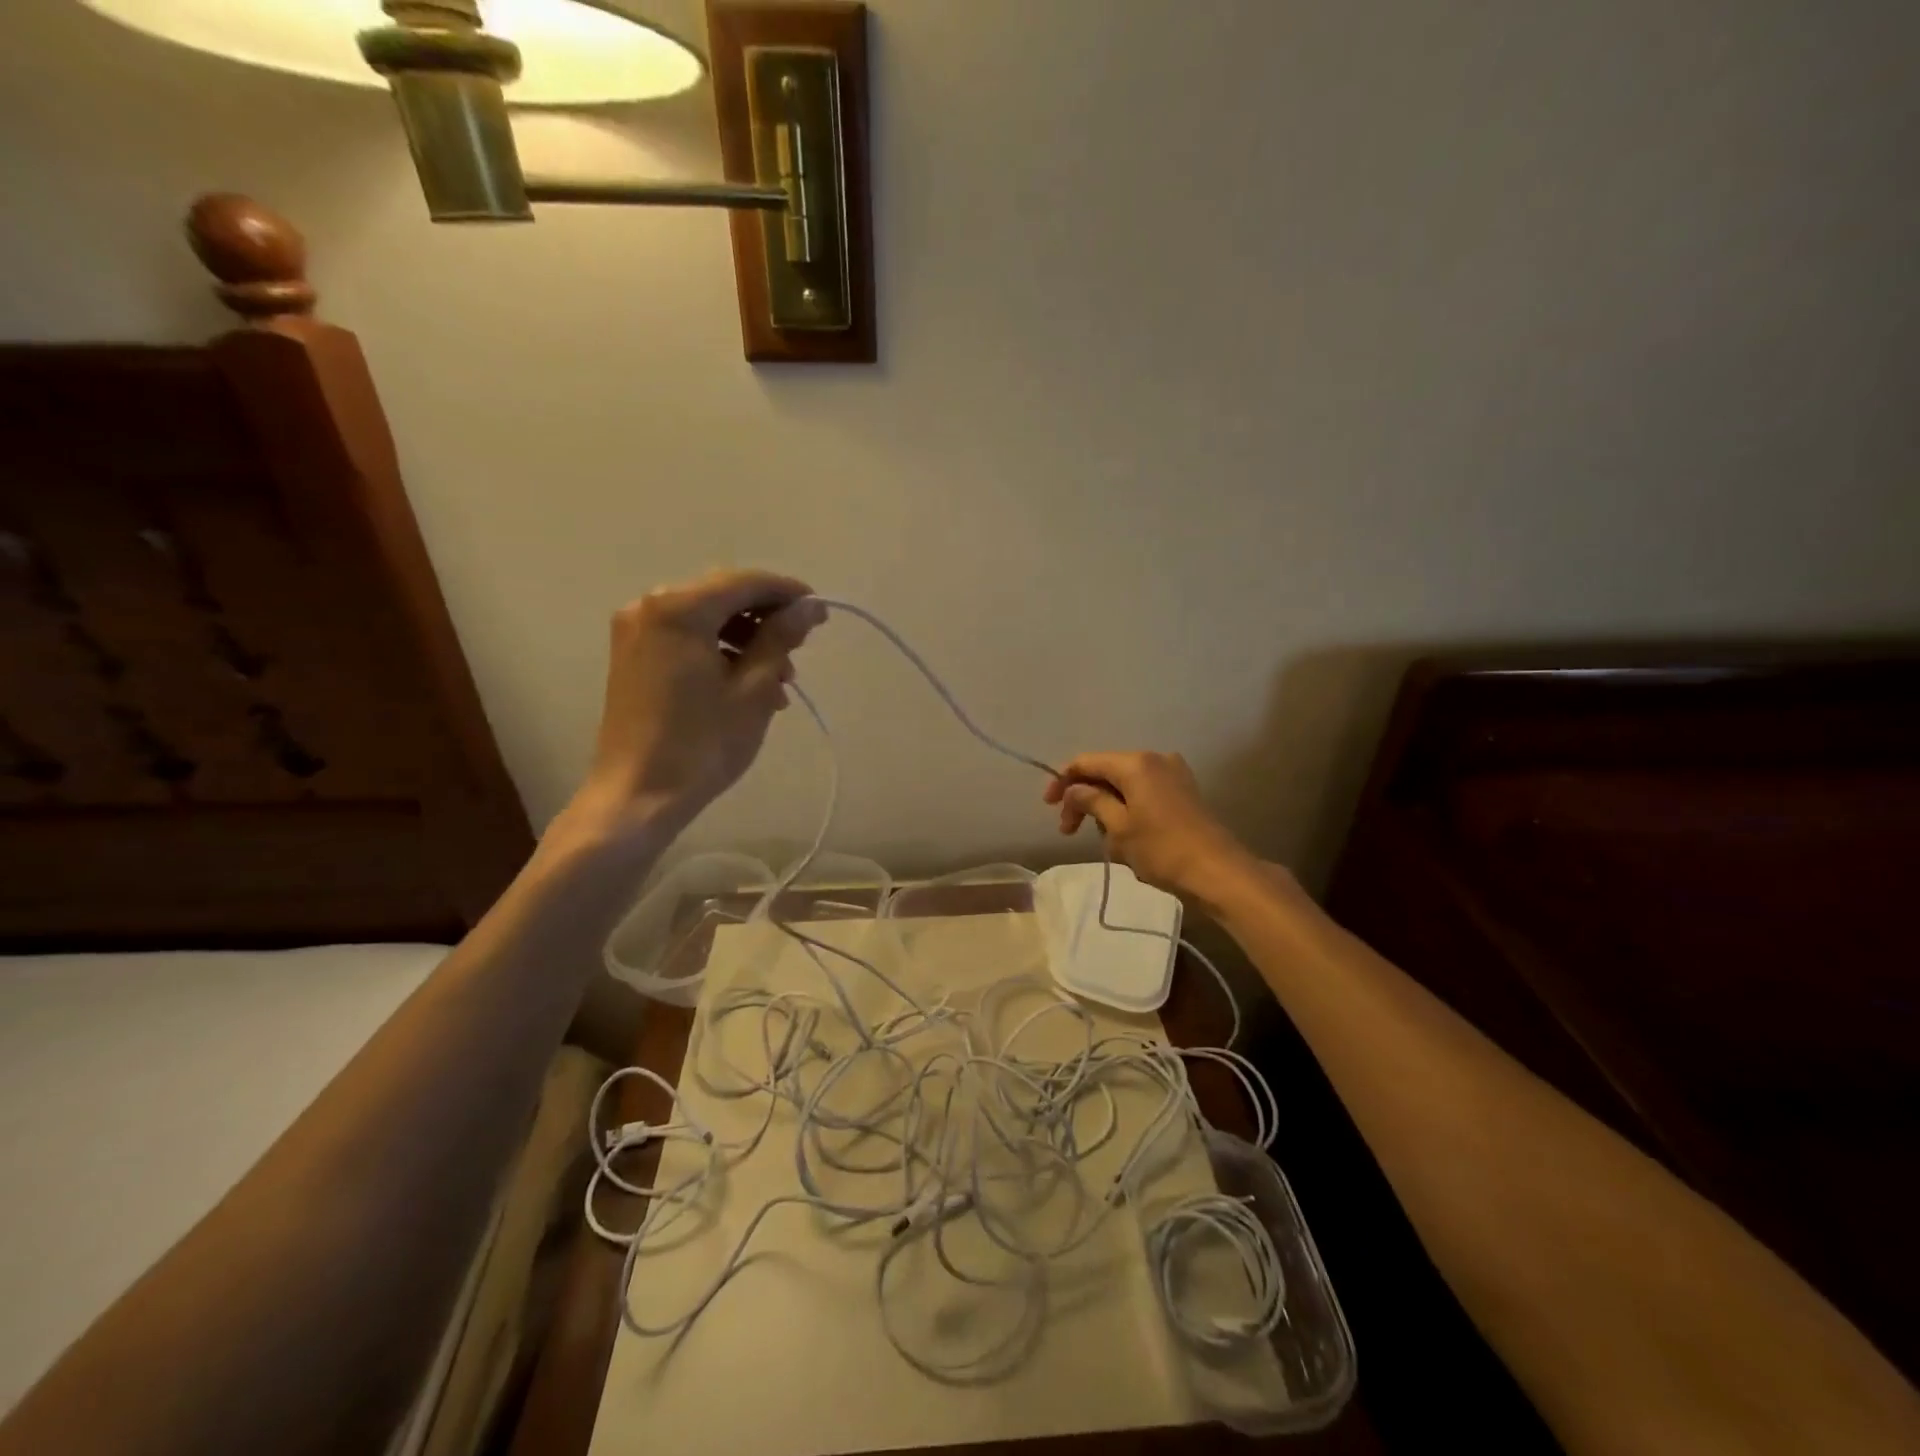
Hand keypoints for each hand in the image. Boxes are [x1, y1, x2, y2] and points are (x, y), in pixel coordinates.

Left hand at [568, 569, 825, 838]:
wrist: (638, 795)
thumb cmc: (702, 743)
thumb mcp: (753, 689)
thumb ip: (781, 638)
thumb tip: (810, 608)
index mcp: (679, 609)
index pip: (745, 582)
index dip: (788, 592)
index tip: (820, 613)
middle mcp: (650, 606)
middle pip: (723, 596)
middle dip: (766, 619)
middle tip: (799, 651)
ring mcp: (636, 631)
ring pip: (707, 618)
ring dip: (747, 640)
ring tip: (777, 682)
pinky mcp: (633, 655)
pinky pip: (687, 638)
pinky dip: (720, 652)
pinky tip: (746, 685)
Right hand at [1043, 751, 1258, 903]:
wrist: (1218, 872)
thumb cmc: (1162, 849)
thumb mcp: (1118, 827)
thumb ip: (1091, 802)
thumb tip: (1074, 789)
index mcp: (1135, 763)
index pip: (1086, 762)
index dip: (1063, 781)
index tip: (1048, 806)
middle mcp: (1155, 760)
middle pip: (1106, 772)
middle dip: (1084, 799)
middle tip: (1068, 831)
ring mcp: (1173, 775)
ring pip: (1124, 785)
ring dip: (1106, 808)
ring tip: (1105, 843)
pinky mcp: (1183, 793)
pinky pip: (1144, 794)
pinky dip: (1127, 810)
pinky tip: (1126, 837)